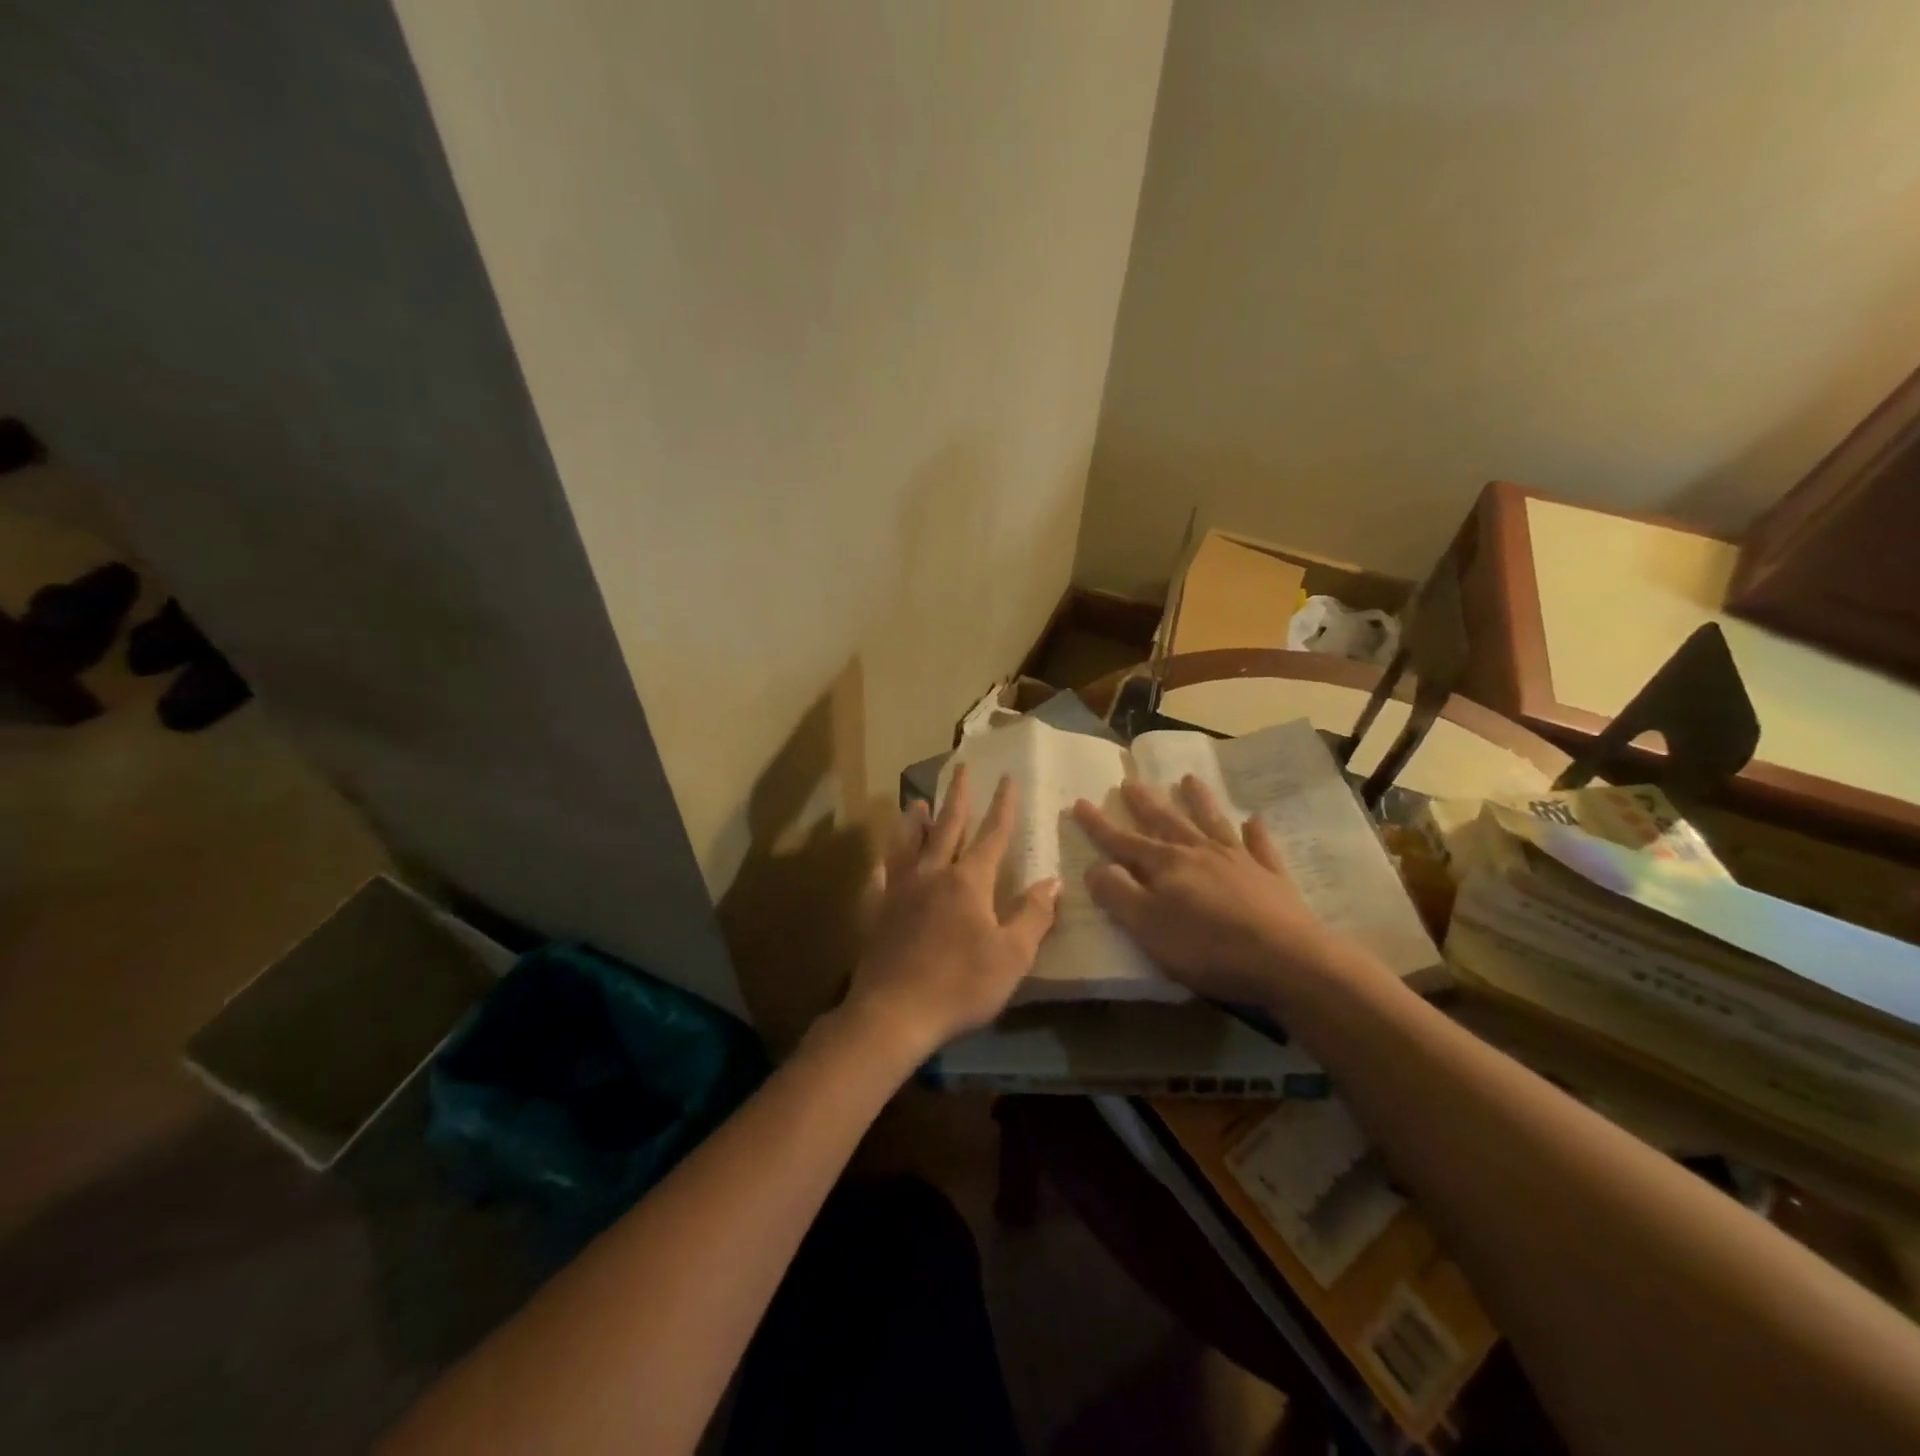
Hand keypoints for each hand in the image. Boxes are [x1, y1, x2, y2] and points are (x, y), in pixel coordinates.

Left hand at [845, 765, 1059, 1060]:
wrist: (894, 1012)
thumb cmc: (960, 985)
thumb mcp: (1012, 956)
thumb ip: (1033, 915)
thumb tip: (1052, 881)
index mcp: (968, 881)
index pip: (992, 834)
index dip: (1003, 805)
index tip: (1008, 777)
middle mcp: (932, 874)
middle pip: (947, 826)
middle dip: (958, 797)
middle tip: (961, 768)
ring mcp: (900, 890)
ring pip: (907, 844)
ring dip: (915, 821)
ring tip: (918, 802)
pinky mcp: (877, 911)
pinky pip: (880, 878)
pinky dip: (884, 864)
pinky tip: (881, 861)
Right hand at [1071, 776, 1345, 1006]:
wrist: (1286, 959)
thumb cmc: (1207, 947)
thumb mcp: (1148, 926)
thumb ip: (1118, 894)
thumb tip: (1095, 866)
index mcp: (1166, 866)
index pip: (1123, 841)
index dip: (1099, 825)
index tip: (1079, 803)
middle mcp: (1199, 853)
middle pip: (1167, 822)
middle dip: (1145, 802)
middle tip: (1130, 780)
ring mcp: (1239, 861)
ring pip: (1213, 822)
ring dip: (1200, 800)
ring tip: (1189, 778)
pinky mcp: (1271, 877)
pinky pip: (1261, 847)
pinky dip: (1256, 833)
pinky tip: (1255, 821)